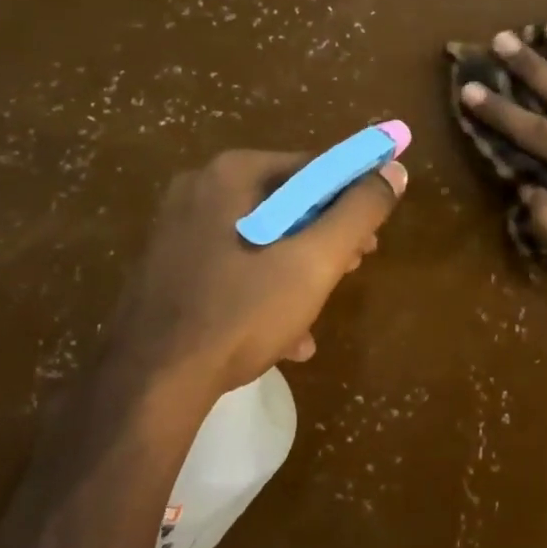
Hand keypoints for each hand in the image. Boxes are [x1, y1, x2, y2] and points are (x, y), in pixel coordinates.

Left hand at [107, 148, 405, 404]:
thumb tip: (394, 170)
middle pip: (285, 204)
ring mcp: (178, 232)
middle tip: (352, 268)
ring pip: (261, 241)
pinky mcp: (169, 270)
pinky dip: (263, 292)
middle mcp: (199, 191)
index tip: (373, 234)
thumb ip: (359, 211)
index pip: (313, 166)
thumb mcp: (314, 261)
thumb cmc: (242, 311)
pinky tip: (285, 337)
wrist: (152, 381)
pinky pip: (233, 269)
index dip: (353, 196)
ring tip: (318, 311)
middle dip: (325, 238)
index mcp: (232, 174)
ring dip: (298, 272)